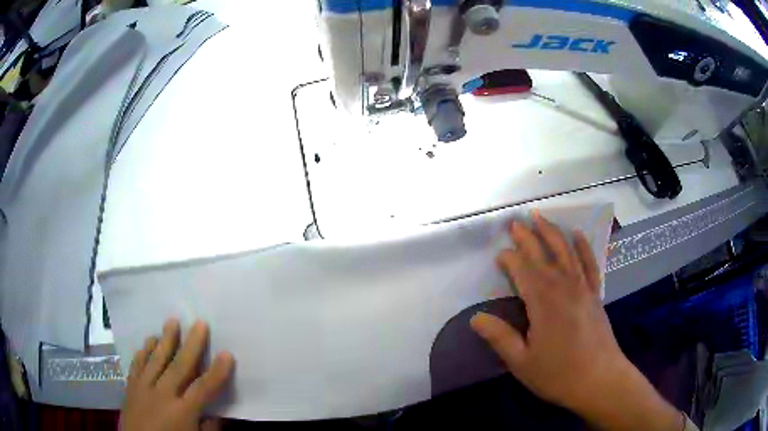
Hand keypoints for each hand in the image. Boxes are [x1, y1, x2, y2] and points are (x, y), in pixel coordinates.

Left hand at [120, 319, 234, 430]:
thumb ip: (208, 428)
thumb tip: (217, 412)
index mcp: (182, 412)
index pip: (203, 388)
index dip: (217, 372)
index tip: (227, 354)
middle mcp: (162, 395)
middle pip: (179, 366)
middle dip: (192, 344)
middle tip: (200, 323)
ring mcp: (143, 388)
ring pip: (155, 359)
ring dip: (165, 340)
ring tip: (172, 321)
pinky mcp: (130, 387)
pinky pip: (137, 364)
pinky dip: (143, 351)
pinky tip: (148, 341)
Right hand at [471, 212, 681, 430]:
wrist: (599, 379)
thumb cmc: (558, 373)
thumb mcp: (521, 362)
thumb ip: (499, 337)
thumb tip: (475, 318)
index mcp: (543, 302)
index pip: (523, 270)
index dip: (510, 259)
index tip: (499, 256)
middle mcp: (563, 287)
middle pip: (543, 254)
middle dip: (527, 237)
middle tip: (515, 222)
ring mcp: (583, 288)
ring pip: (565, 251)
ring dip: (552, 232)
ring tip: (541, 216)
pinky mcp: (595, 294)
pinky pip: (589, 263)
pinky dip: (583, 247)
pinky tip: (578, 234)